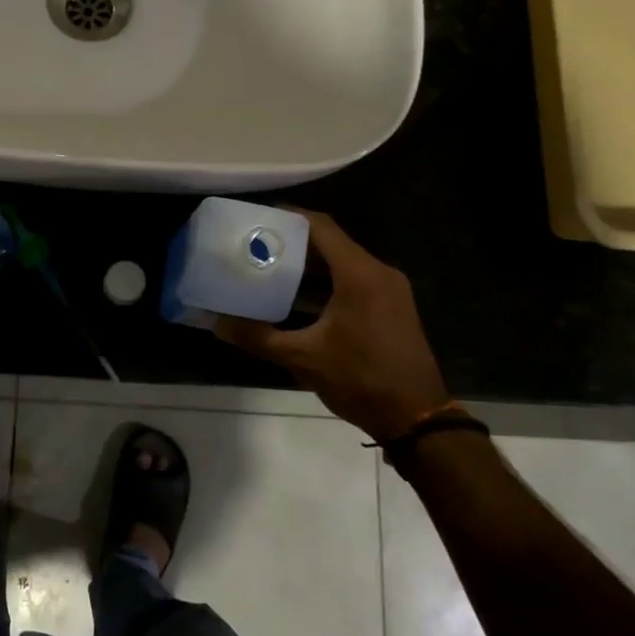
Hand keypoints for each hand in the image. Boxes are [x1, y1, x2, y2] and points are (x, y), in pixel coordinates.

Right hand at [216, 211, 448, 440]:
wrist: (416, 418)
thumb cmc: (360, 379)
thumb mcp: (303, 358)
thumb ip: (258, 337)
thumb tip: (217, 324)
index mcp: (359, 274)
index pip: (321, 227)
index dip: (289, 216)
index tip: (258, 218)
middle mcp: (378, 272)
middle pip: (331, 242)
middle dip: (293, 242)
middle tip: (256, 245)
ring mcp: (389, 290)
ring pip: (343, 263)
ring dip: (309, 265)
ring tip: (269, 269)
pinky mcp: (392, 308)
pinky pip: (354, 281)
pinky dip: (326, 283)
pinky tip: (297, 299)